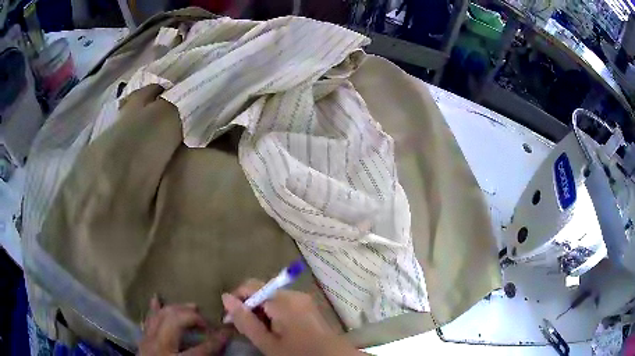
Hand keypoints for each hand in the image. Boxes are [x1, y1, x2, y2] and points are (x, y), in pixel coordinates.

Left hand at [138, 296, 229, 355]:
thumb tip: (218, 348)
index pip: (202, 349)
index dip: (217, 340)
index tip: (228, 332)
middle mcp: (159, 347)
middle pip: (176, 322)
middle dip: (194, 318)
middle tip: (207, 323)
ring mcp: (148, 340)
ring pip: (161, 315)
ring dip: (178, 309)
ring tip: (192, 307)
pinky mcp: (143, 338)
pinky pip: (149, 319)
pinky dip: (154, 309)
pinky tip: (157, 298)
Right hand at [222, 279, 362, 355]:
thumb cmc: (298, 354)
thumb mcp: (267, 342)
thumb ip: (245, 320)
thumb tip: (225, 297)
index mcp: (283, 300)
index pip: (250, 286)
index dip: (237, 300)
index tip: (231, 319)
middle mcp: (294, 294)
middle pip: (262, 292)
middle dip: (251, 308)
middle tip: (248, 330)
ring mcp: (304, 299)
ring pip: (272, 299)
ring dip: (262, 313)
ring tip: (263, 333)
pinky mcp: (309, 306)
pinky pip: (285, 304)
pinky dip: (275, 314)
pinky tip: (277, 331)